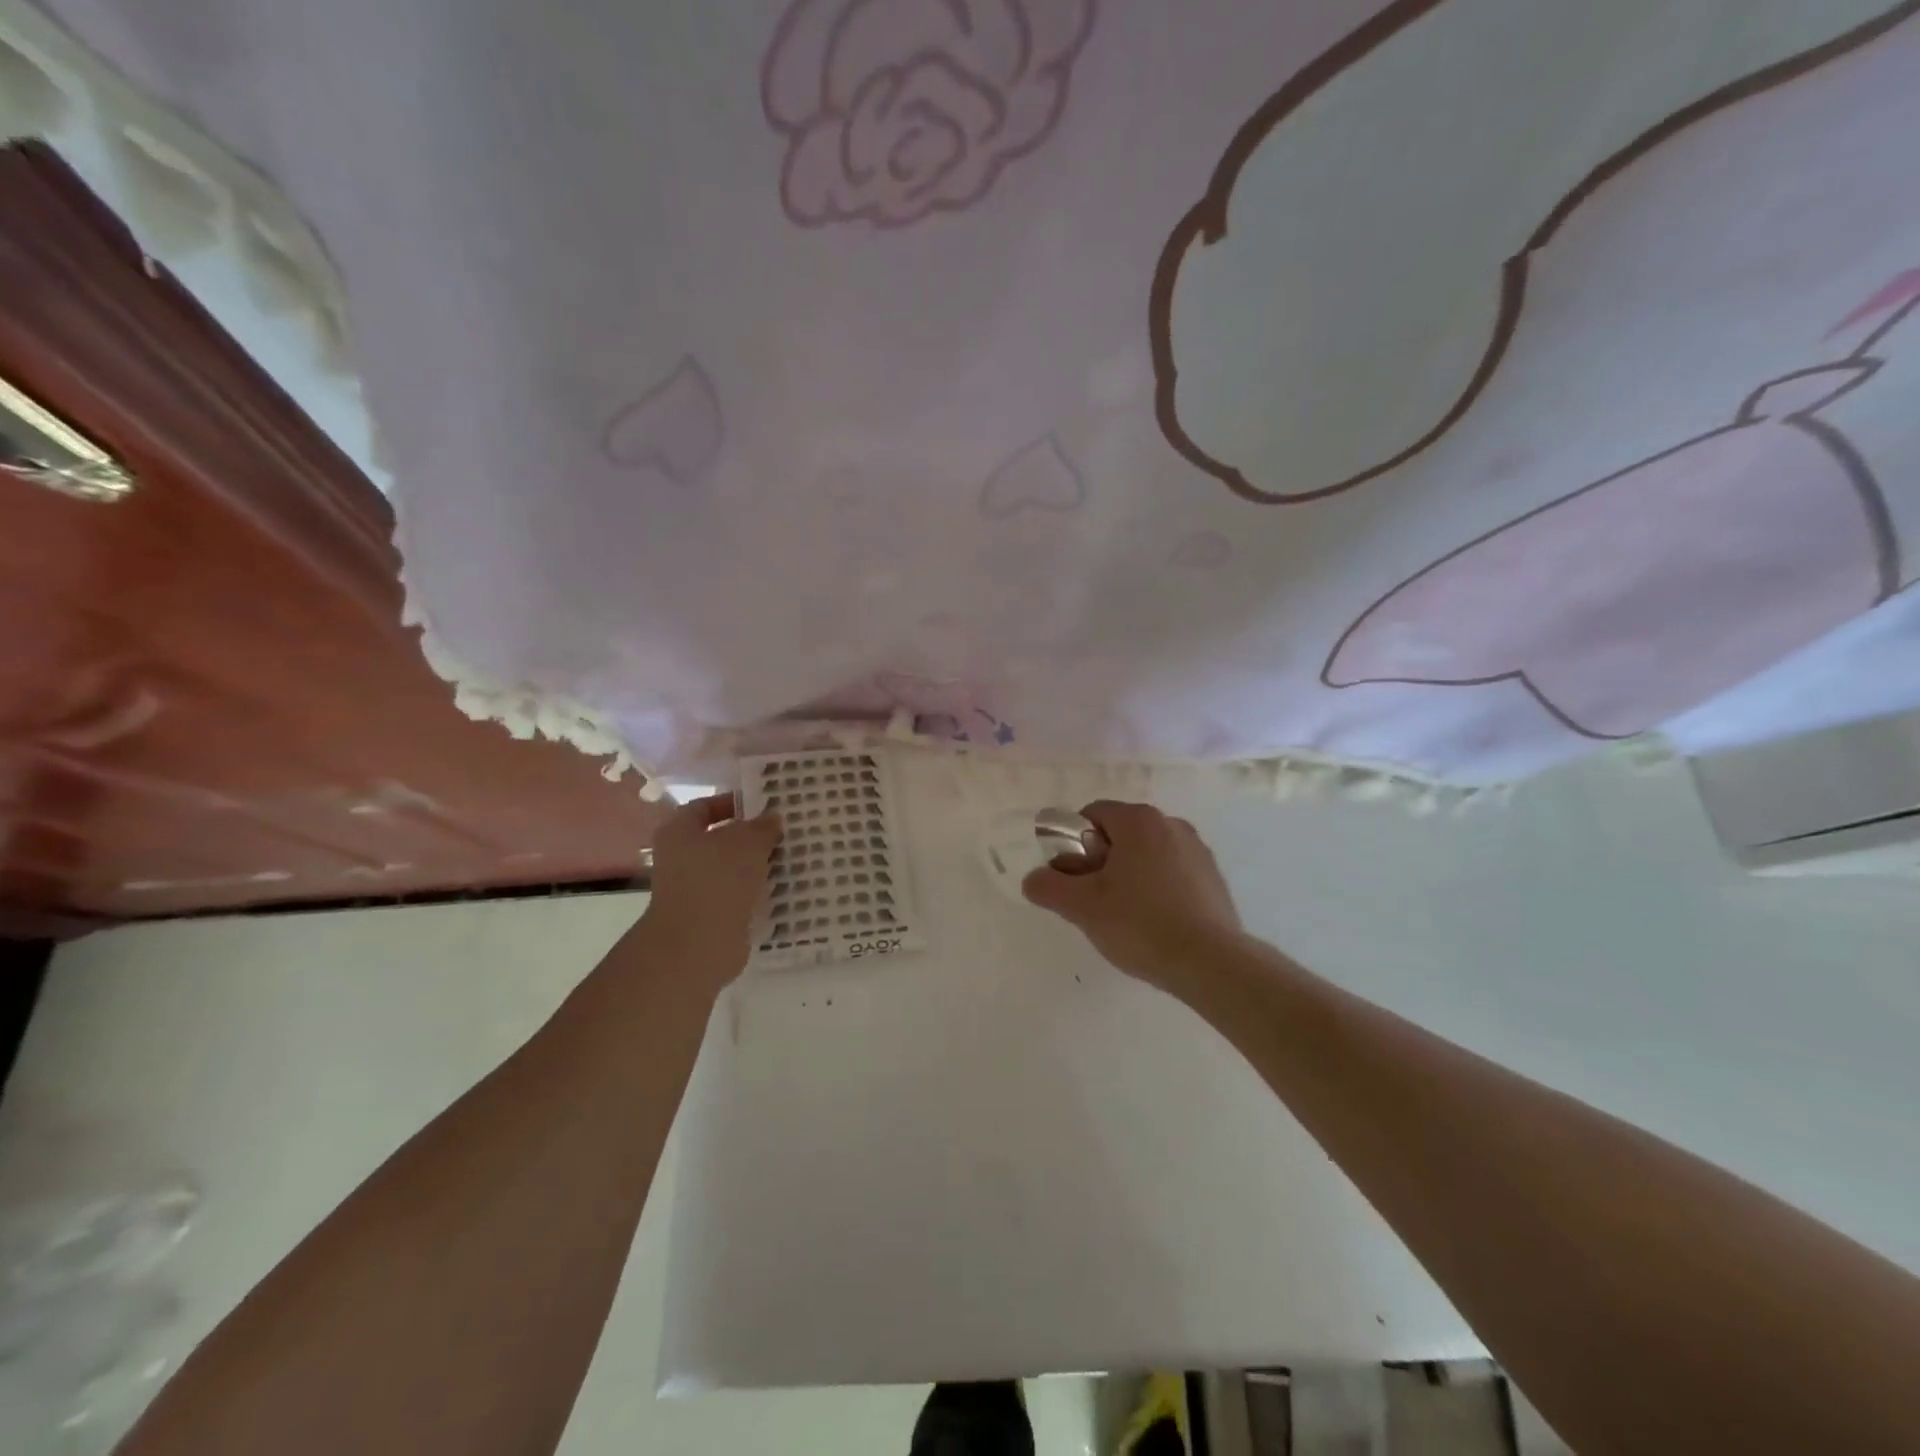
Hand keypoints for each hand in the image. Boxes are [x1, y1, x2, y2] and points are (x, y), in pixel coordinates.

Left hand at [640, 793, 780, 984]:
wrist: (696, 946)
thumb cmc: (717, 881)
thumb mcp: (747, 843)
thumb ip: (761, 827)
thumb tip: (772, 818)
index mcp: (678, 832)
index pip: (704, 806)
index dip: (732, 802)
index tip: (764, 805)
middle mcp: (680, 859)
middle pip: (719, 840)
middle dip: (750, 837)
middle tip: (784, 833)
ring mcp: (692, 890)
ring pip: (730, 870)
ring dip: (756, 866)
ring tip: (789, 859)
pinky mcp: (708, 917)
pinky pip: (736, 897)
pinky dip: (755, 893)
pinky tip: (782, 889)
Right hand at [1022, 800, 1243, 993]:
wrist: (1210, 963)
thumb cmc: (1140, 924)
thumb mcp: (1082, 907)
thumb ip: (1048, 887)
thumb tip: (1034, 879)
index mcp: (1139, 820)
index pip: (1091, 815)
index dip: (1073, 845)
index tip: (1074, 879)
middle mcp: (1171, 824)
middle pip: (1119, 834)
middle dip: (1100, 862)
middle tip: (1094, 902)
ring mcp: (1197, 850)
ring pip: (1146, 854)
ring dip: (1128, 876)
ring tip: (1125, 918)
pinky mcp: (1213, 877)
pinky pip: (1171, 872)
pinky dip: (1157, 889)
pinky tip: (1155, 923)